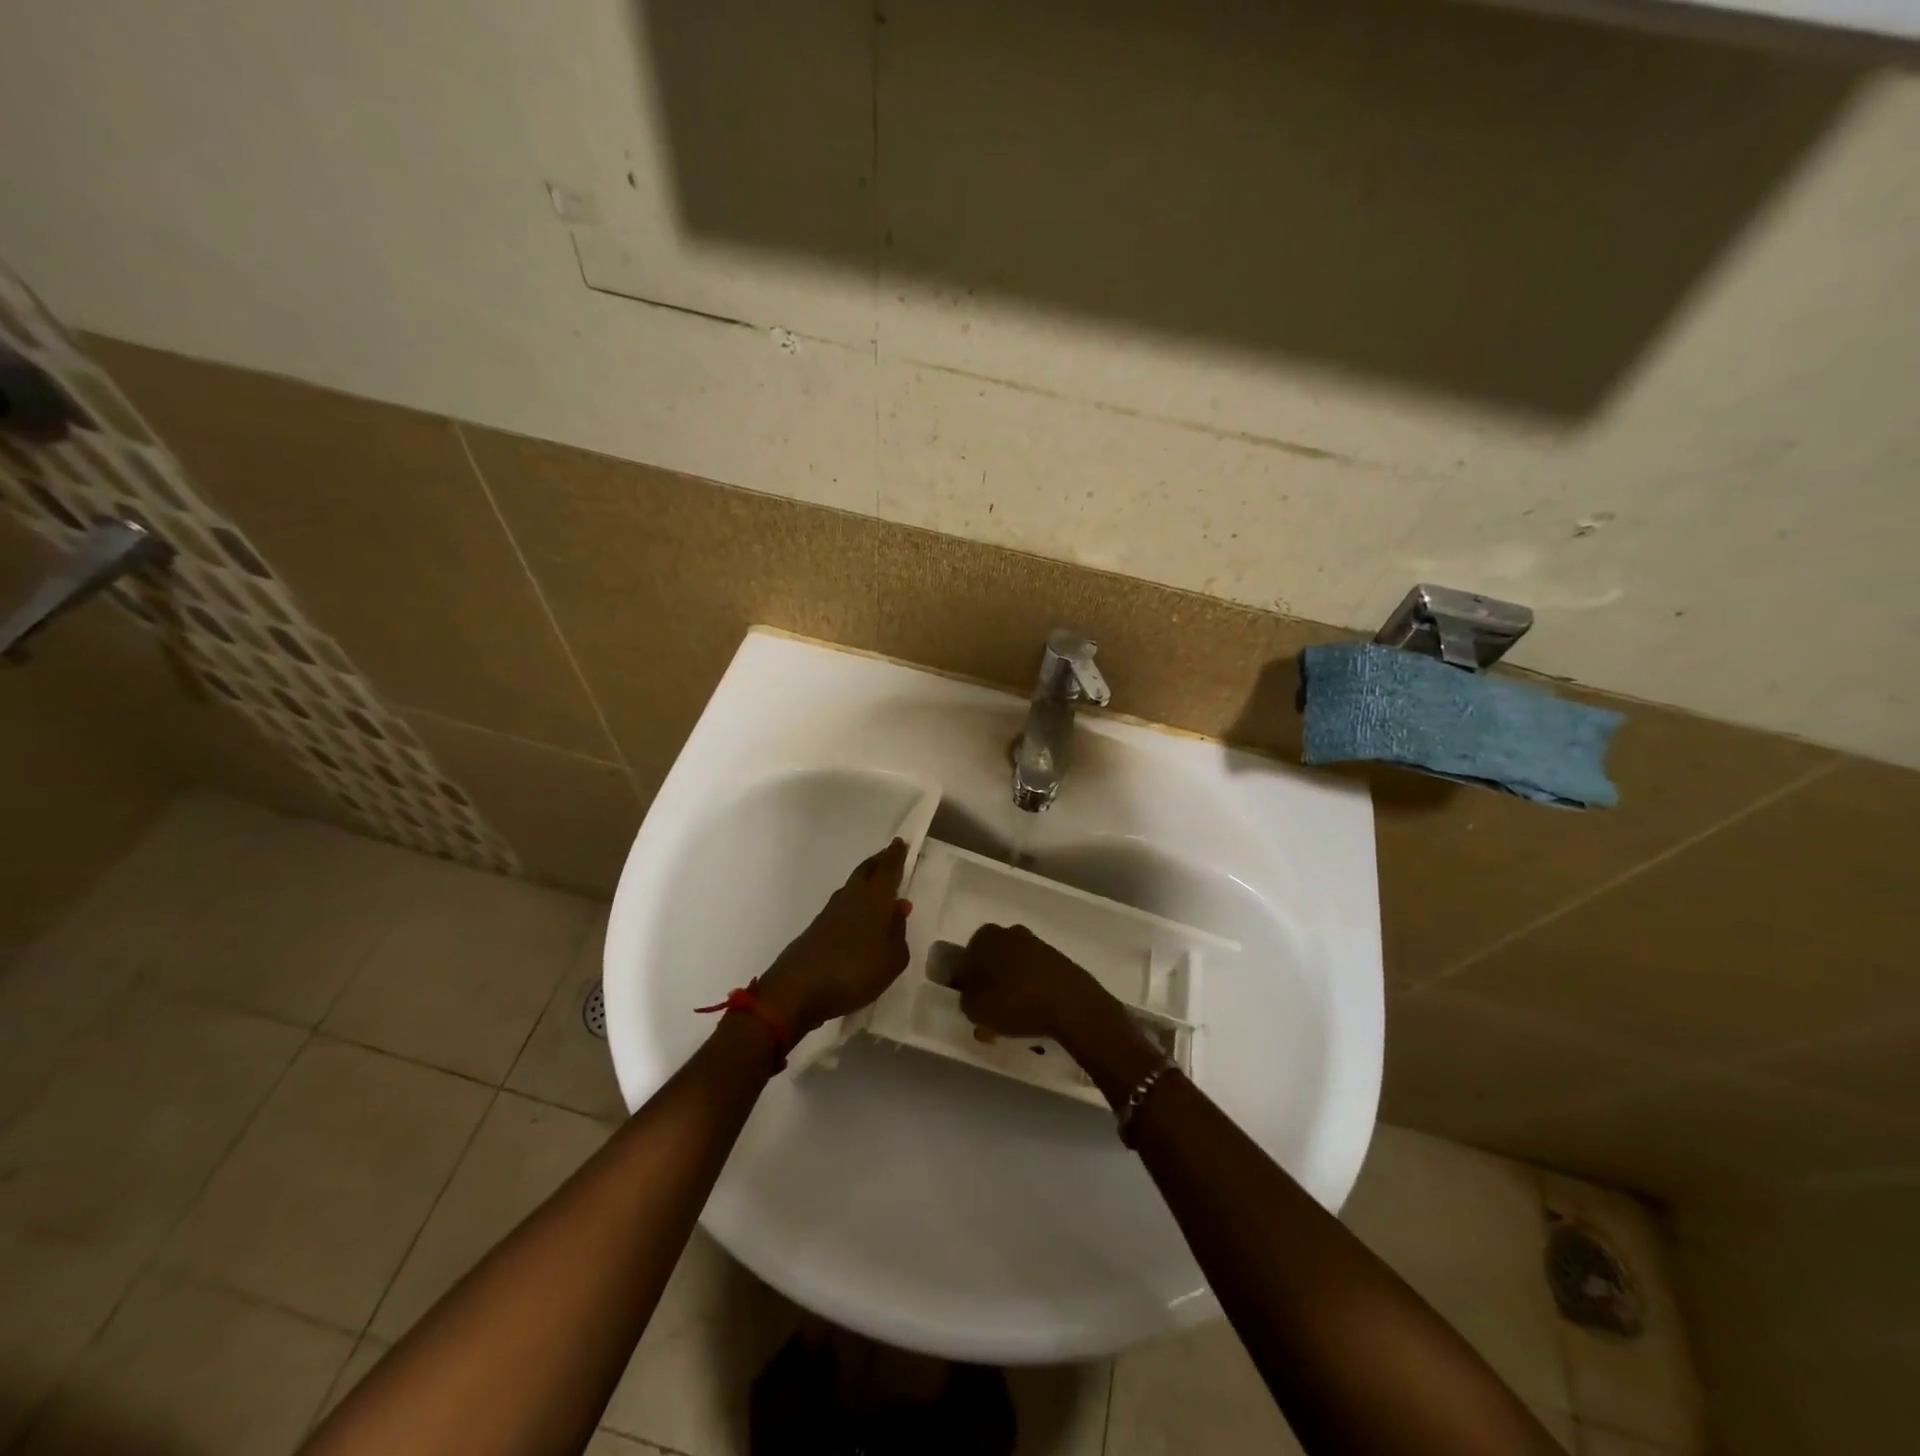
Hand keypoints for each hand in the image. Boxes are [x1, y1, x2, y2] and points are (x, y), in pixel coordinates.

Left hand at [757, 838, 911, 1036]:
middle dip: (879, 862)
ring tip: (879, 885)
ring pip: (854, 887)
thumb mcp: (892, 959)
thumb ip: (899, 933)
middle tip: (890, 856)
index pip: (888, 869)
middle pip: (867, 871)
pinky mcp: (818, 928)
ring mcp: (831, 912)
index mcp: (874, 898)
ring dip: (867, 881)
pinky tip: (861, 916)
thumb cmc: (855, 971)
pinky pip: (844, 905)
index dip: (895, 855)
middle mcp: (852, 897)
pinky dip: (856, 902)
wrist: (798, 989)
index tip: (900, 842)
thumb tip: (898, 910)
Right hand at [950, 923, 1103, 1042]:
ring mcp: (1036, 944)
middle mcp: (1009, 933)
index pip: (964, 963)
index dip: (965, 988)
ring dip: (1009, 992)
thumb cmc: (1014, 1001)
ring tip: (1013, 1022)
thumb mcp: (975, 1009)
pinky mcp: (1057, 959)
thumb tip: (971, 996)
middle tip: (989, 1018)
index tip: (971, 1010)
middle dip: (988, 989)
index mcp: (985, 936)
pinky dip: (1030, 993)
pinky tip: (1033, 1015)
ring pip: (1012, 971)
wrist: (1071, 1004)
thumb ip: (965, 1000)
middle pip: (990, 964)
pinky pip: (1034, 977)